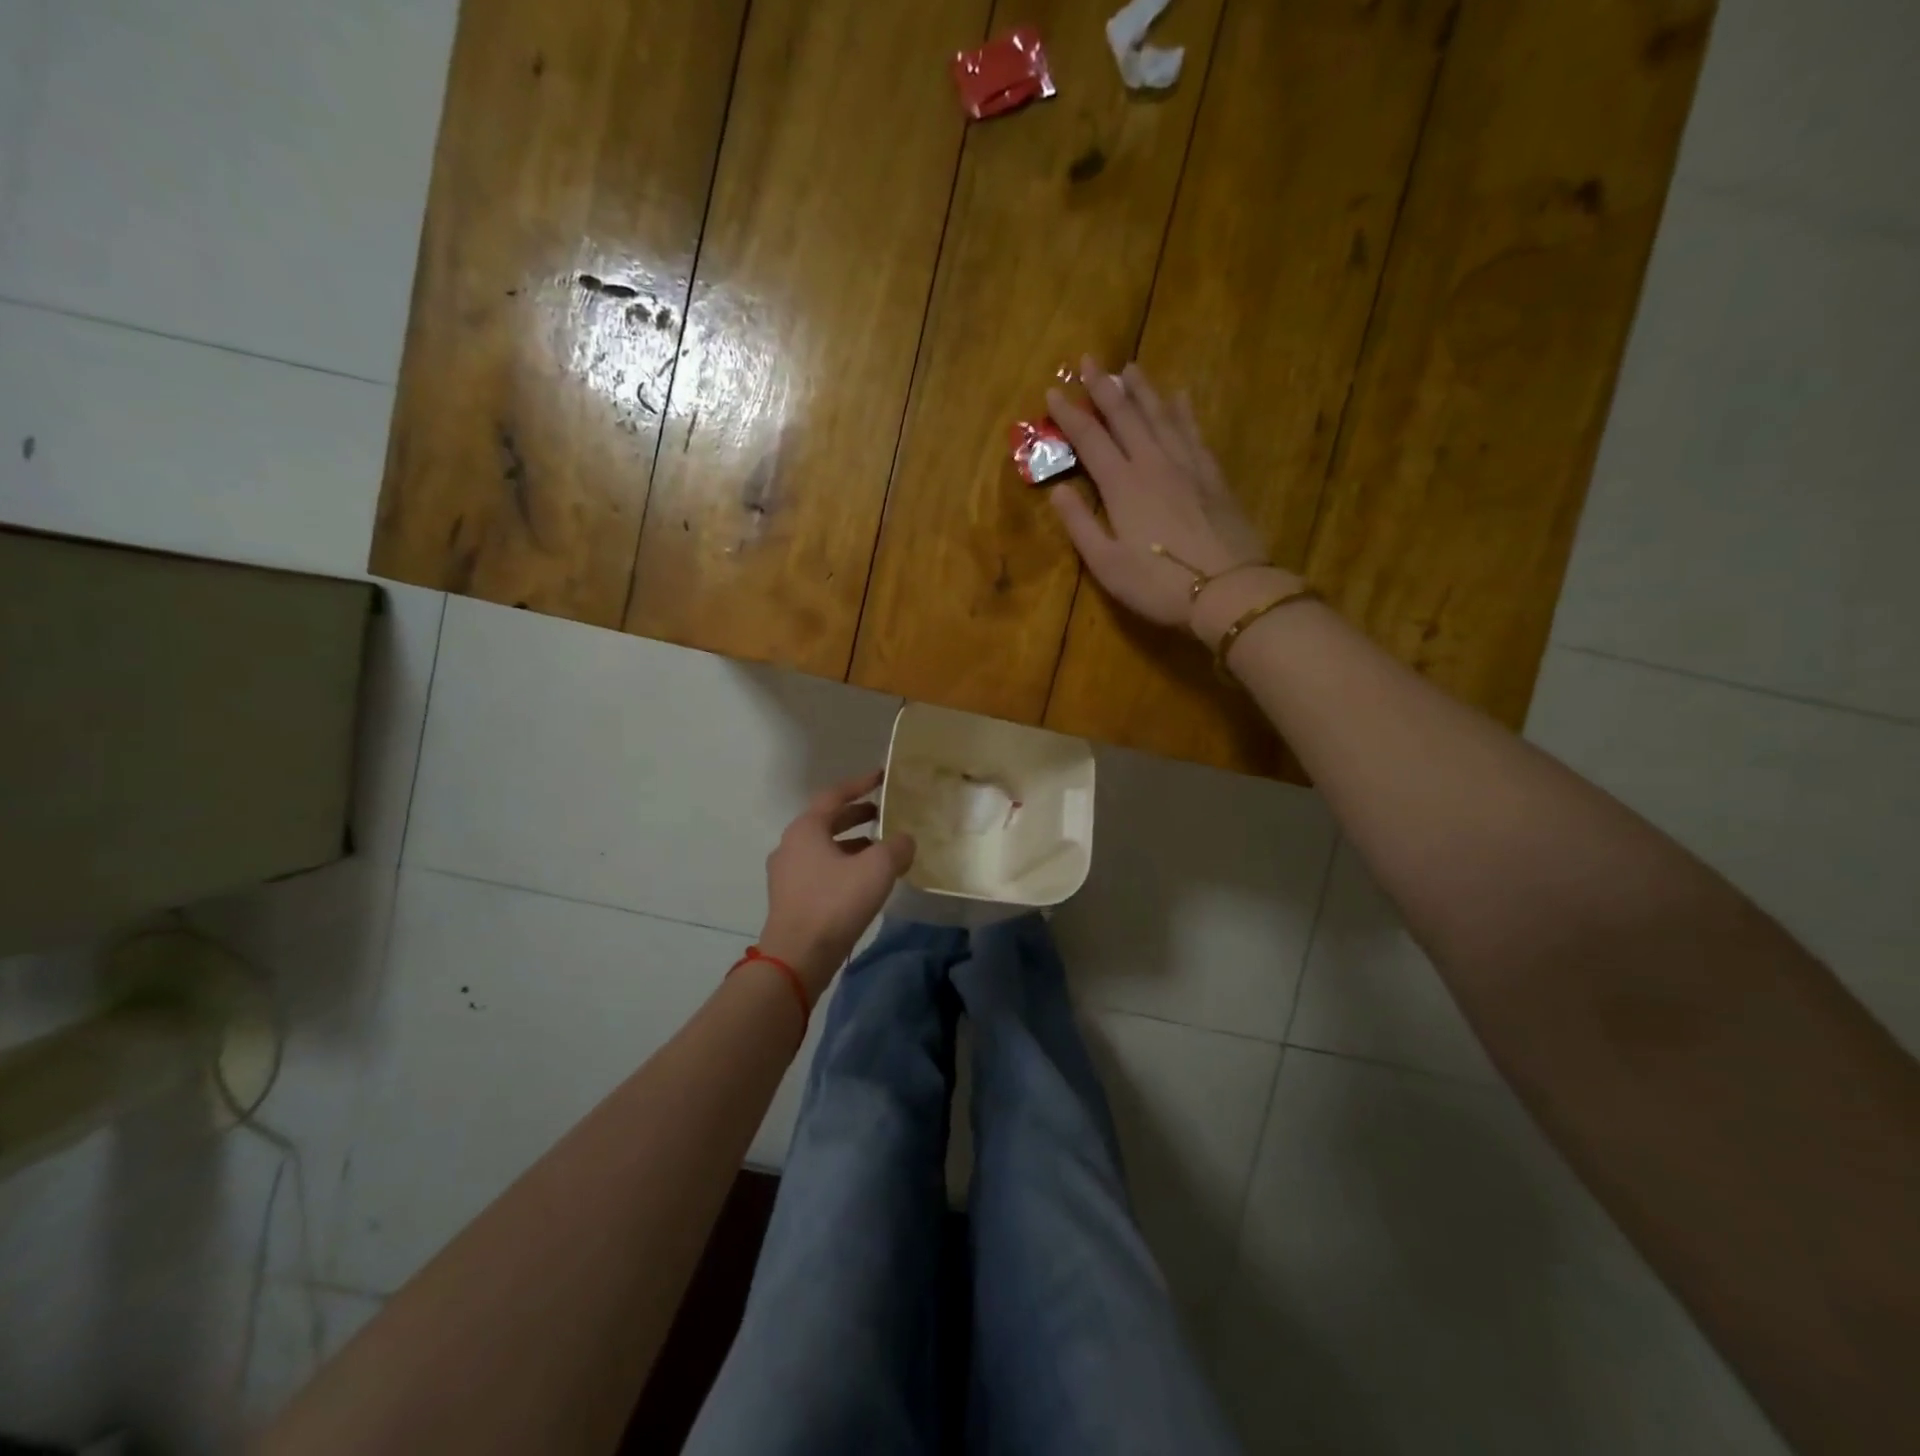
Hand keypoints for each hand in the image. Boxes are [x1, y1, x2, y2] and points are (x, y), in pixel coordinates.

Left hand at [759, 769, 915, 998]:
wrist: (797, 957)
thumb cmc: (835, 903)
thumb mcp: (877, 868)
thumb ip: (897, 847)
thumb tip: (905, 840)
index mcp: (806, 829)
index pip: (835, 795)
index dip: (861, 784)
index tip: (882, 777)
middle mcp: (791, 845)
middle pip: (828, 821)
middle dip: (857, 815)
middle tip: (884, 813)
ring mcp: (787, 874)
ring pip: (825, 848)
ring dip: (852, 844)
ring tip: (881, 848)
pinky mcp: (791, 899)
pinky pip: (821, 870)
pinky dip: (844, 866)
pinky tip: (865, 881)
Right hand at [1045, 357, 1280, 631]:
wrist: (1229, 590)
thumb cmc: (1159, 584)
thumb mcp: (1107, 565)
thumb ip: (1080, 525)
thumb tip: (1058, 490)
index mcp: (1122, 485)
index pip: (1090, 439)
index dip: (1069, 415)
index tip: (1052, 391)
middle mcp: (1153, 463)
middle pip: (1126, 416)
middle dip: (1104, 387)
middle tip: (1089, 359)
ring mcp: (1187, 466)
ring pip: (1161, 416)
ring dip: (1143, 390)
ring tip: (1130, 368)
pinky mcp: (1213, 477)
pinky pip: (1194, 432)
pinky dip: (1184, 411)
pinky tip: (1180, 397)